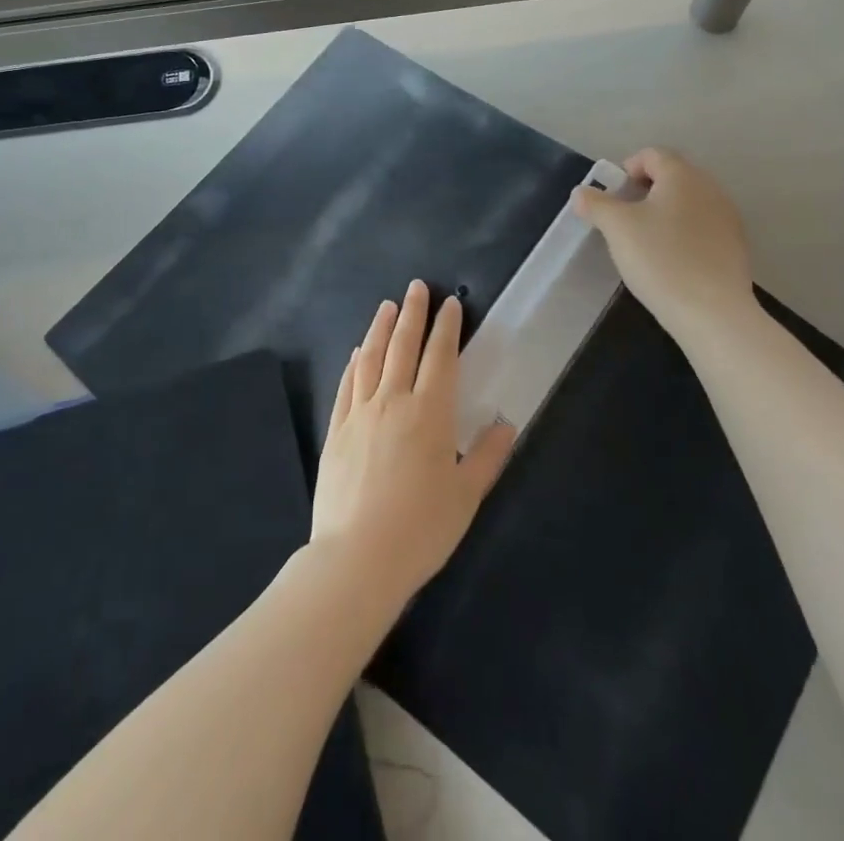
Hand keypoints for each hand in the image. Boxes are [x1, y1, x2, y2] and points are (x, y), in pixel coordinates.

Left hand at [311, 281, 514, 606]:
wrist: (357, 557)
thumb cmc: (421, 528)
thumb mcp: (466, 495)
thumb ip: (487, 455)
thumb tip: (507, 422)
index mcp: (429, 413)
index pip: (440, 357)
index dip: (446, 328)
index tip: (449, 303)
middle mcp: (393, 401)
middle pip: (403, 346)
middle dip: (413, 314)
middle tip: (416, 287)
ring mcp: (360, 414)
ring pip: (371, 358)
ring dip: (380, 328)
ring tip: (387, 306)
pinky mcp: (336, 431)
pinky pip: (347, 386)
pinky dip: (354, 363)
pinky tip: (357, 352)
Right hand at [572, 148, 759, 342]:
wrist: (713, 313)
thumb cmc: (660, 259)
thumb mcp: (616, 228)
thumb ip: (595, 204)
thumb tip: (582, 192)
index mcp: (682, 175)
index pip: (651, 155)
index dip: (626, 170)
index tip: (612, 200)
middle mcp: (710, 188)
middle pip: (671, 176)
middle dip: (643, 192)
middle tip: (623, 220)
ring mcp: (727, 217)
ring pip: (687, 203)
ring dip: (663, 214)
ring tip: (644, 243)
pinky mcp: (735, 246)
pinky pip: (701, 227)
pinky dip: (682, 234)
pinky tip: (670, 261)